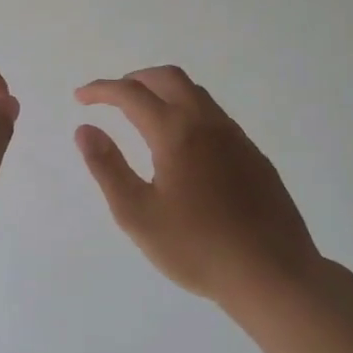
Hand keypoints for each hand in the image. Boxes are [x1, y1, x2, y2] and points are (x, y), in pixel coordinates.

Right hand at [74, 65, 321, 308]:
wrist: (272, 273)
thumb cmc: (196, 248)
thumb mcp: (137, 214)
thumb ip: (108, 167)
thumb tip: (85, 129)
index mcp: (176, 133)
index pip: (131, 94)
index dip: (101, 90)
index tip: (80, 98)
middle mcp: (208, 123)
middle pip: (168, 78)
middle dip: (135, 79)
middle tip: (111, 97)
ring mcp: (236, 138)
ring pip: (196, 94)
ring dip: (163, 92)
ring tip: (142, 115)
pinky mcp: (253, 156)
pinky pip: (215, 116)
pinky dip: (187, 111)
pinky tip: (182, 145)